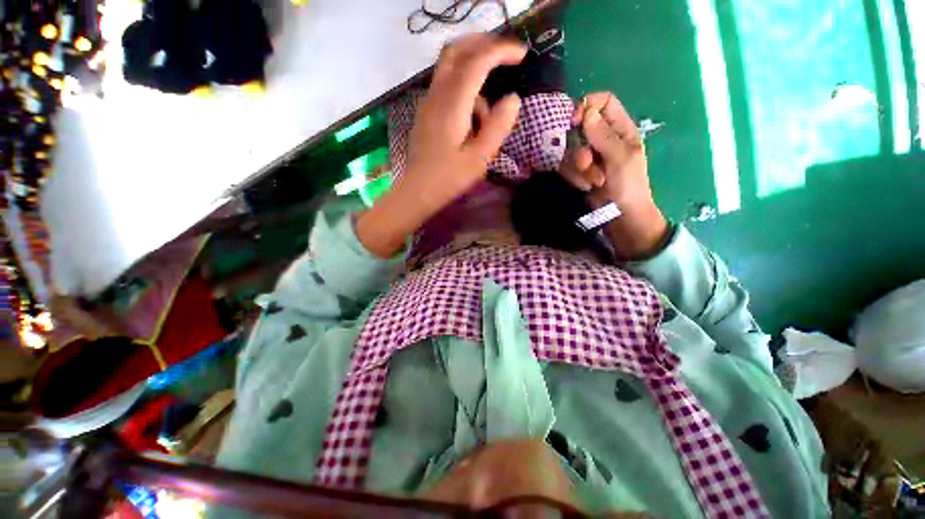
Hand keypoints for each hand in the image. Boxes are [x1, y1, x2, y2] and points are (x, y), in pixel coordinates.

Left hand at [357, 34, 525, 257]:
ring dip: (474, 78)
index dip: (502, 50)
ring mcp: (428, 103)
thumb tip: (513, 99)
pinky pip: (446, 88)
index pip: (478, 61)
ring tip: (485, 121)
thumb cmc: (448, 179)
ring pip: (450, 69)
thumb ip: (498, 127)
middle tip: (505, 55)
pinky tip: (470, 124)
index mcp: (452, 104)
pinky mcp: (426, 113)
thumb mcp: (479, 158)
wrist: (416, 192)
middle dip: (483, 44)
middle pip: (456, 51)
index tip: (523, 55)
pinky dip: (463, 93)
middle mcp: (437, 95)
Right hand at [559, 92, 668, 259]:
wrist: (620, 216)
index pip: (604, 102)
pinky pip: (566, 167)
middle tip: (588, 164)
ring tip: (593, 182)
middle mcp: (603, 139)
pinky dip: (575, 178)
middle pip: (581, 128)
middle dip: (581, 149)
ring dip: (579, 169)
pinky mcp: (578, 172)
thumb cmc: (629, 186)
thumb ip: (604, 135)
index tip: (575, 122)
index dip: (588, 106)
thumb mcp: (621, 159)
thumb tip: (586, 112)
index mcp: (621, 129)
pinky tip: (586, 187)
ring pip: (571, 150)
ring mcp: (589, 156)